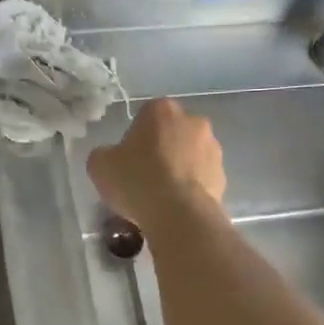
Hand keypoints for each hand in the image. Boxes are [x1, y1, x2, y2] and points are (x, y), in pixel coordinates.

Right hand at [88, 98, 226, 237]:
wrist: (180, 215)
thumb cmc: (137, 181)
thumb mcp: (100, 165)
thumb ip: (104, 154)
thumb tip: (112, 158)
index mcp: (162, 109)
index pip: (144, 118)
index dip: (134, 141)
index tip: (127, 163)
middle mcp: (193, 121)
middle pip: (171, 135)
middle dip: (160, 152)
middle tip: (143, 179)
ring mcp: (213, 148)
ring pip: (189, 156)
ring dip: (178, 170)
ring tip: (162, 199)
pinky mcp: (224, 175)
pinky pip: (201, 179)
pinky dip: (191, 189)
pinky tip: (177, 208)